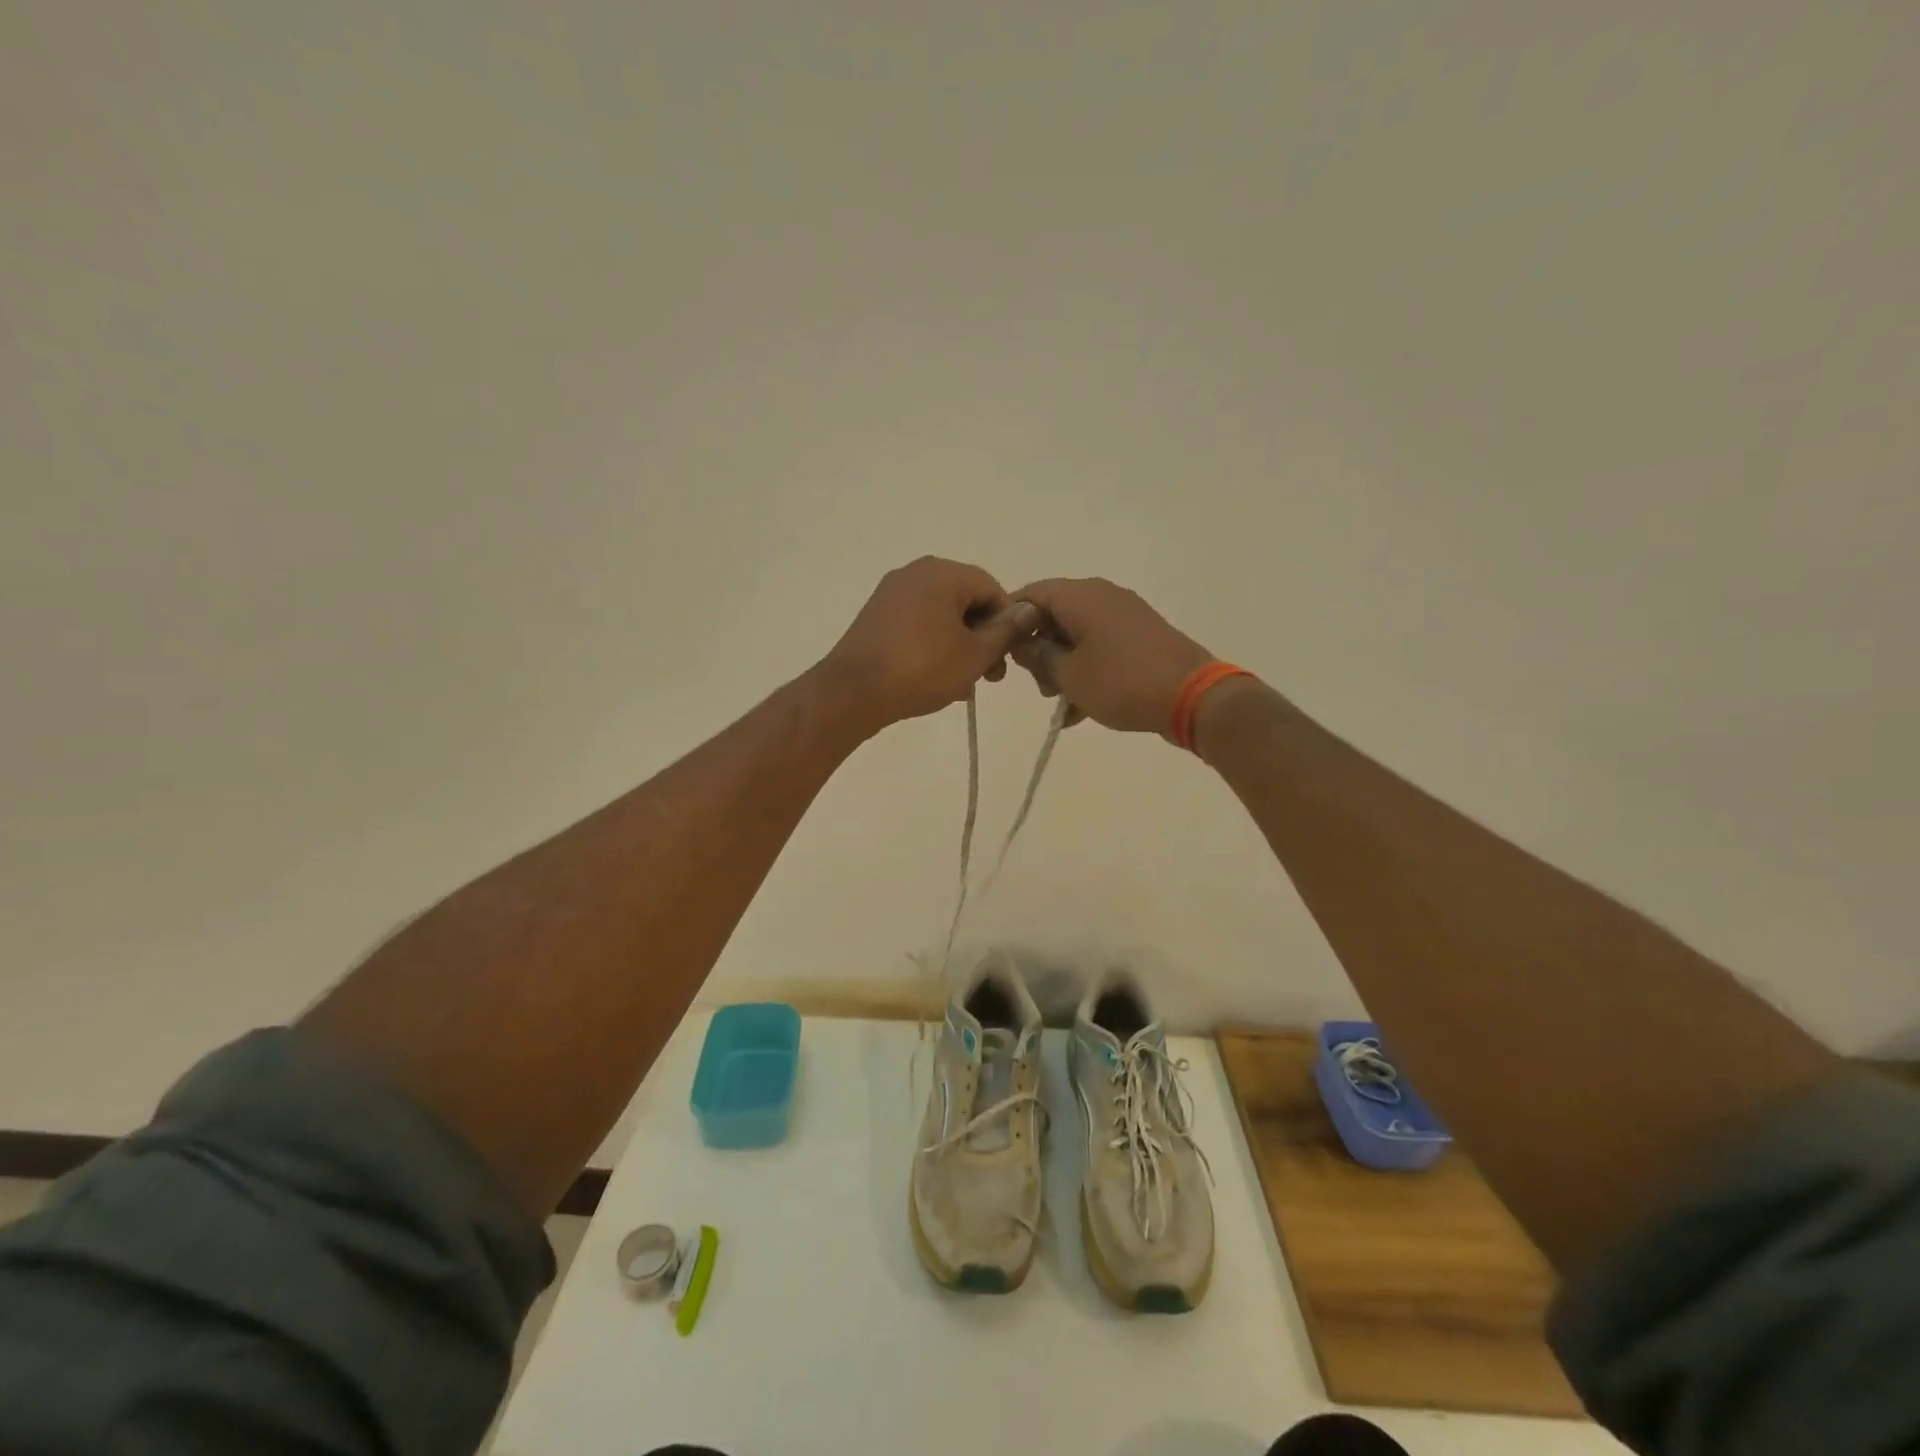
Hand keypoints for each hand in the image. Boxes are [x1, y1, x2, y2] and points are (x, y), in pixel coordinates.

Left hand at [820, 557, 1042, 732]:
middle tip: (990, 676)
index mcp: (942, 573)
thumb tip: (1028, 611)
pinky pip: (918, 625)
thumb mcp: (975, 654)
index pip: (991, 588)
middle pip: (965, 600)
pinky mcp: (875, 617)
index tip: (1008, 658)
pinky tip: (939, 679)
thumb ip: (1006, 631)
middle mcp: (915, 573)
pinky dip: (934, 646)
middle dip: (983, 637)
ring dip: (960, 646)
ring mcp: (891, 594)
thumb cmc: (922, 669)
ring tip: (965, 685)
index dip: (1007, 623)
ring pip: (941, 616)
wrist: (853, 692)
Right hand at [1010, 578, 1214, 738]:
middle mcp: (1102, 596)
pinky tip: (1080, 710)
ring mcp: (1125, 615)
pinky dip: (1086, 670)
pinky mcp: (1141, 636)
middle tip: (1039, 686)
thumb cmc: (1122, 683)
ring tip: (1060, 704)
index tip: (1001, 654)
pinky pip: (1100, 646)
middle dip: (1039, 651)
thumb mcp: (1068, 675)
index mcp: (1081, 596)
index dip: (1010, 622)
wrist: (1193, 696)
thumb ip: (1037, 656)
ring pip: (1077, 635)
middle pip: (1054, 615)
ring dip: (1062, 666)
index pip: (1031, 594)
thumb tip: (1020, 642)